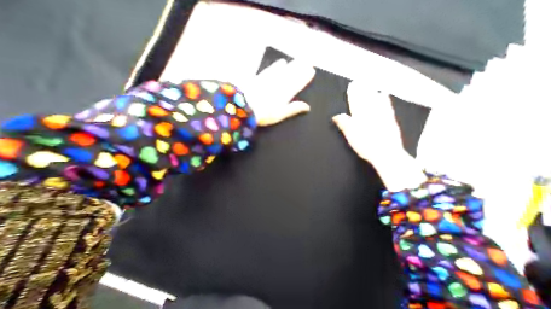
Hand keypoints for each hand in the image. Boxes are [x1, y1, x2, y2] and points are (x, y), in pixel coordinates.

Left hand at [244, 60, 316, 125]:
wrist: (243, 106)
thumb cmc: (263, 114)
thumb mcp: (280, 114)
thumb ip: (293, 109)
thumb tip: (307, 107)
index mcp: (285, 93)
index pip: (298, 82)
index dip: (305, 76)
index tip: (311, 70)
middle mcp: (278, 83)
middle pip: (291, 74)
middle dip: (299, 68)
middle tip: (306, 61)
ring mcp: (268, 79)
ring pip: (281, 70)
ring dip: (289, 65)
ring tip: (294, 61)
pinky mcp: (258, 78)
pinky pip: (270, 70)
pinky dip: (275, 66)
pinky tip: (277, 64)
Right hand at [331, 81, 425, 191]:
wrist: (386, 153)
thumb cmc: (365, 145)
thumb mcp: (350, 136)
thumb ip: (344, 124)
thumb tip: (336, 115)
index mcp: (359, 117)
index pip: (354, 103)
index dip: (352, 94)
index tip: (350, 85)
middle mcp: (371, 113)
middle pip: (365, 99)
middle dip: (361, 90)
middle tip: (358, 81)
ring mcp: (382, 115)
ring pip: (376, 100)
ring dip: (371, 91)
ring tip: (369, 84)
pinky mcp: (390, 119)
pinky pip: (387, 105)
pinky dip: (385, 99)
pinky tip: (384, 94)